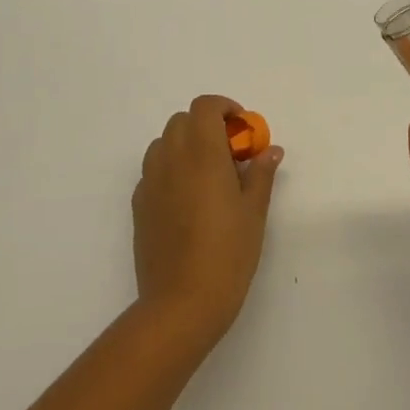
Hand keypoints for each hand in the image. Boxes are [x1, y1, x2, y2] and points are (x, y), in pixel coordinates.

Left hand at [133, 96, 283, 350]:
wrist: (181, 303)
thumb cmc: (228, 254)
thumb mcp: (254, 212)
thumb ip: (261, 174)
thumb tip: (270, 150)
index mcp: (202, 153)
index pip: (205, 107)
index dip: (224, 108)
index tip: (242, 129)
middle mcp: (171, 158)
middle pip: (183, 121)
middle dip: (207, 126)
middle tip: (231, 154)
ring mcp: (150, 181)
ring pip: (164, 143)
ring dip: (186, 145)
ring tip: (208, 175)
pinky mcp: (139, 204)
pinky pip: (153, 170)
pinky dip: (171, 169)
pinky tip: (188, 200)